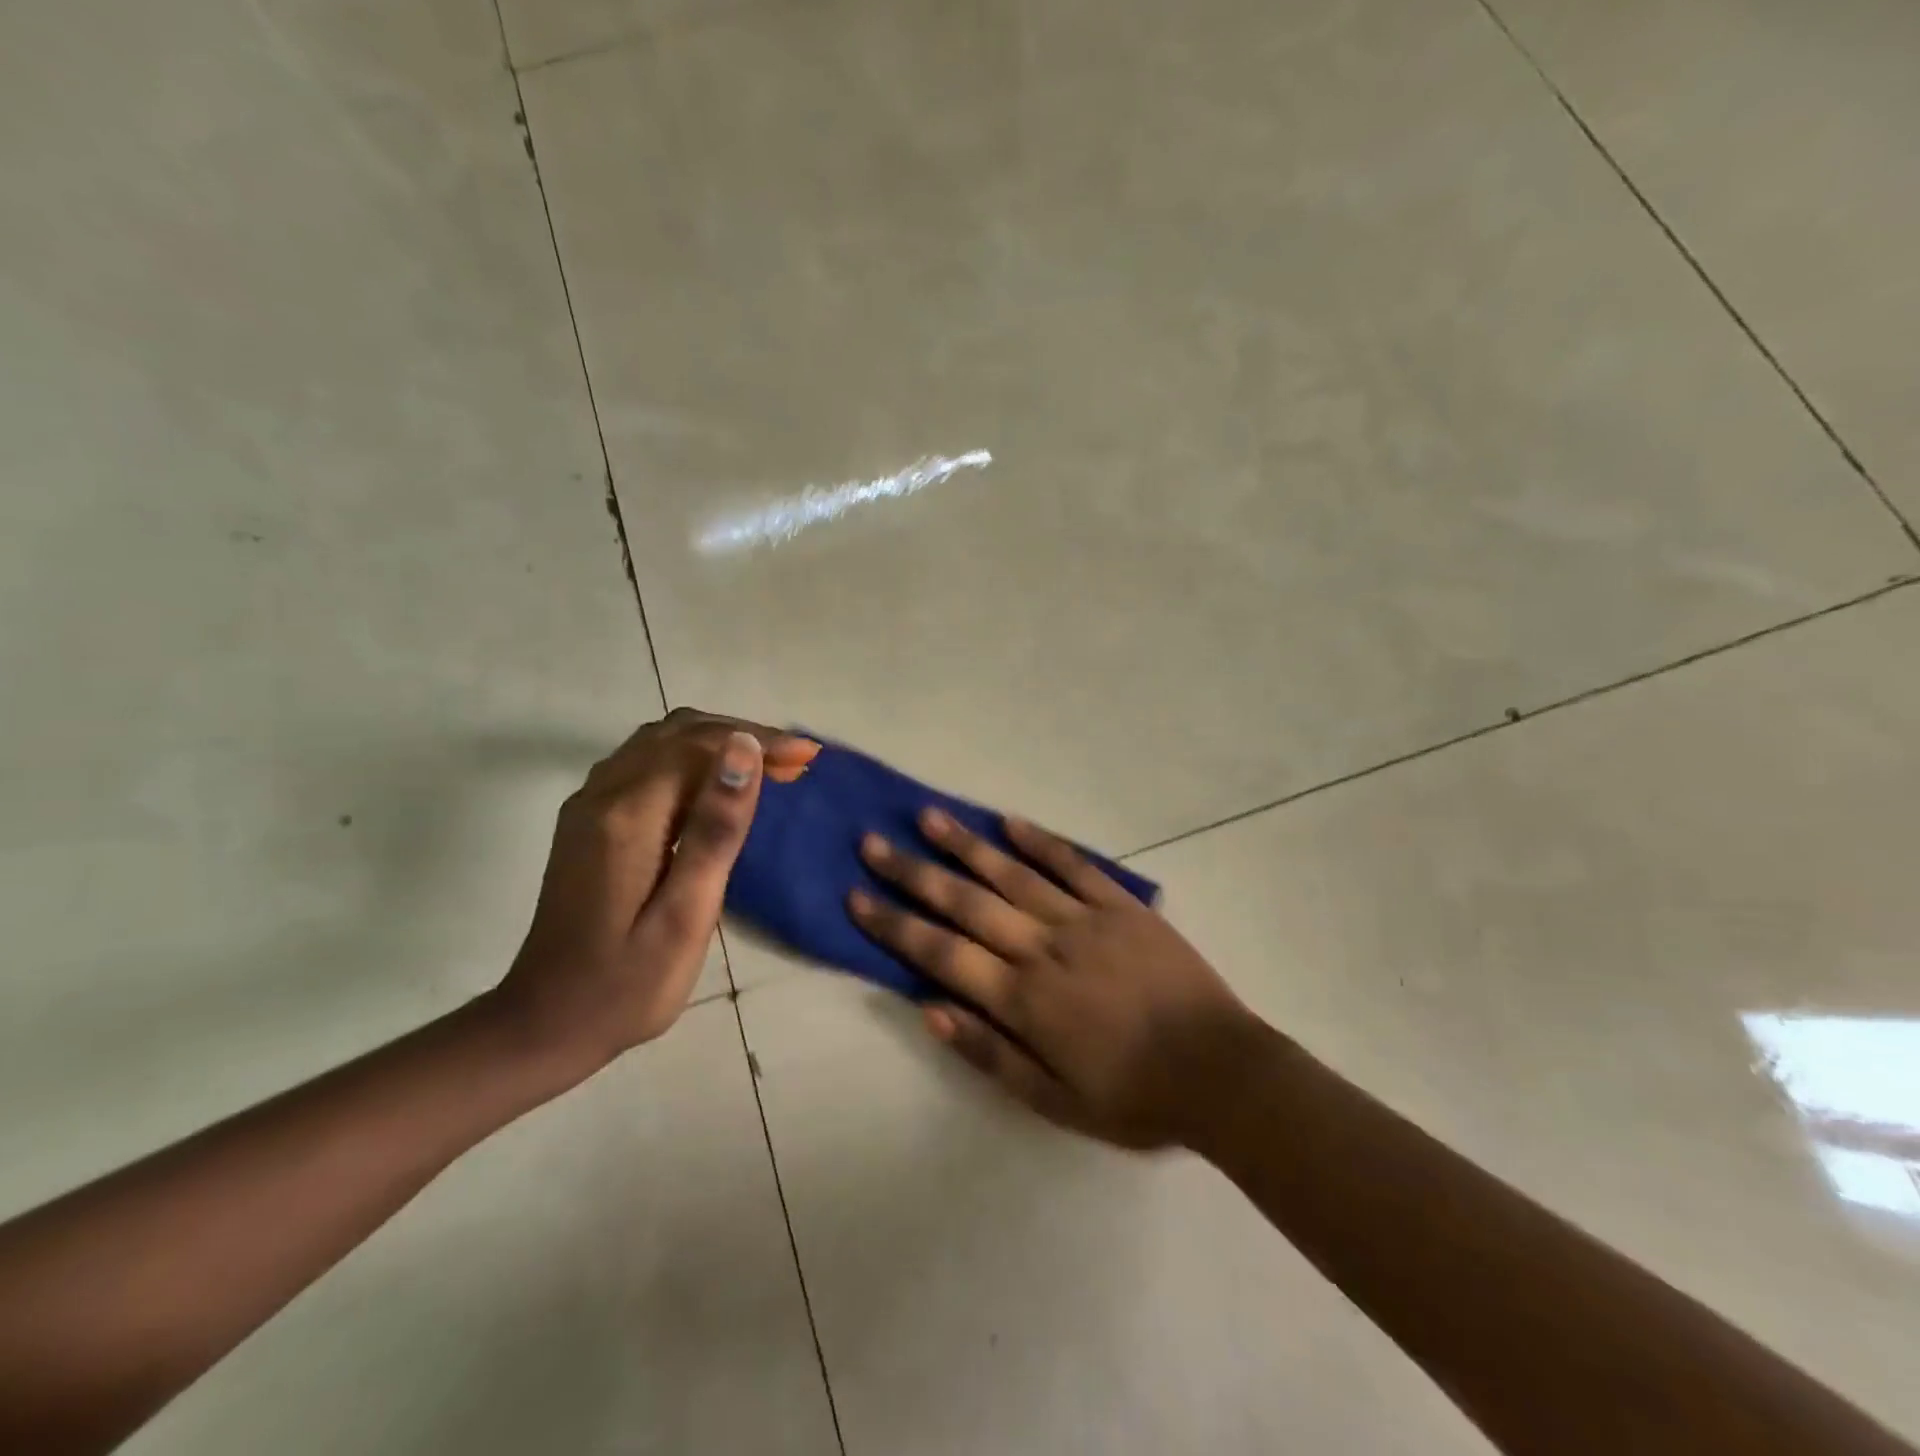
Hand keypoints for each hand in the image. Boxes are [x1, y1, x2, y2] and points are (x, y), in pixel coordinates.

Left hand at [494, 709, 819, 1074]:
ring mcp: (589, 806)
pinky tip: (718, 787)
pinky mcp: (589, 823)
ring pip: (660, 743)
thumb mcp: (687, 914)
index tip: (808, 758)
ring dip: (717, 744)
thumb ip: (715, 828)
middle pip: (678, 733)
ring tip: (768, 768)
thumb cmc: (628, 983)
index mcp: (628, 816)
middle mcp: (602, 795)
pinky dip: (691, 760)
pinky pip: (645, 764)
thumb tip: (743, 749)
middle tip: (796, 762)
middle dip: (742, 736)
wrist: (544, 1025)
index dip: (758, 741)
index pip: (699, 746)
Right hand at [849, 811, 1261, 1149]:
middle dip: (914, 873)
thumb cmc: (1133, 1097)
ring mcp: (1084, 919)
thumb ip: (988, 1054)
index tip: (857, 896)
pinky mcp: (1121, 906)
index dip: (895, 924)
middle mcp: (1044, 947)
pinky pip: (1073, 865)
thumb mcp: (1053, 1101)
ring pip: (1012, 874)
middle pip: (966, 902)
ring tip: (926, 816)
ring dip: (966, 845)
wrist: (1221, 1073)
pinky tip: (1008, 821)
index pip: (942, 953)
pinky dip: (1039, 841)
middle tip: (872, 843)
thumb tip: (929, 1009)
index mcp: (1024, 998)